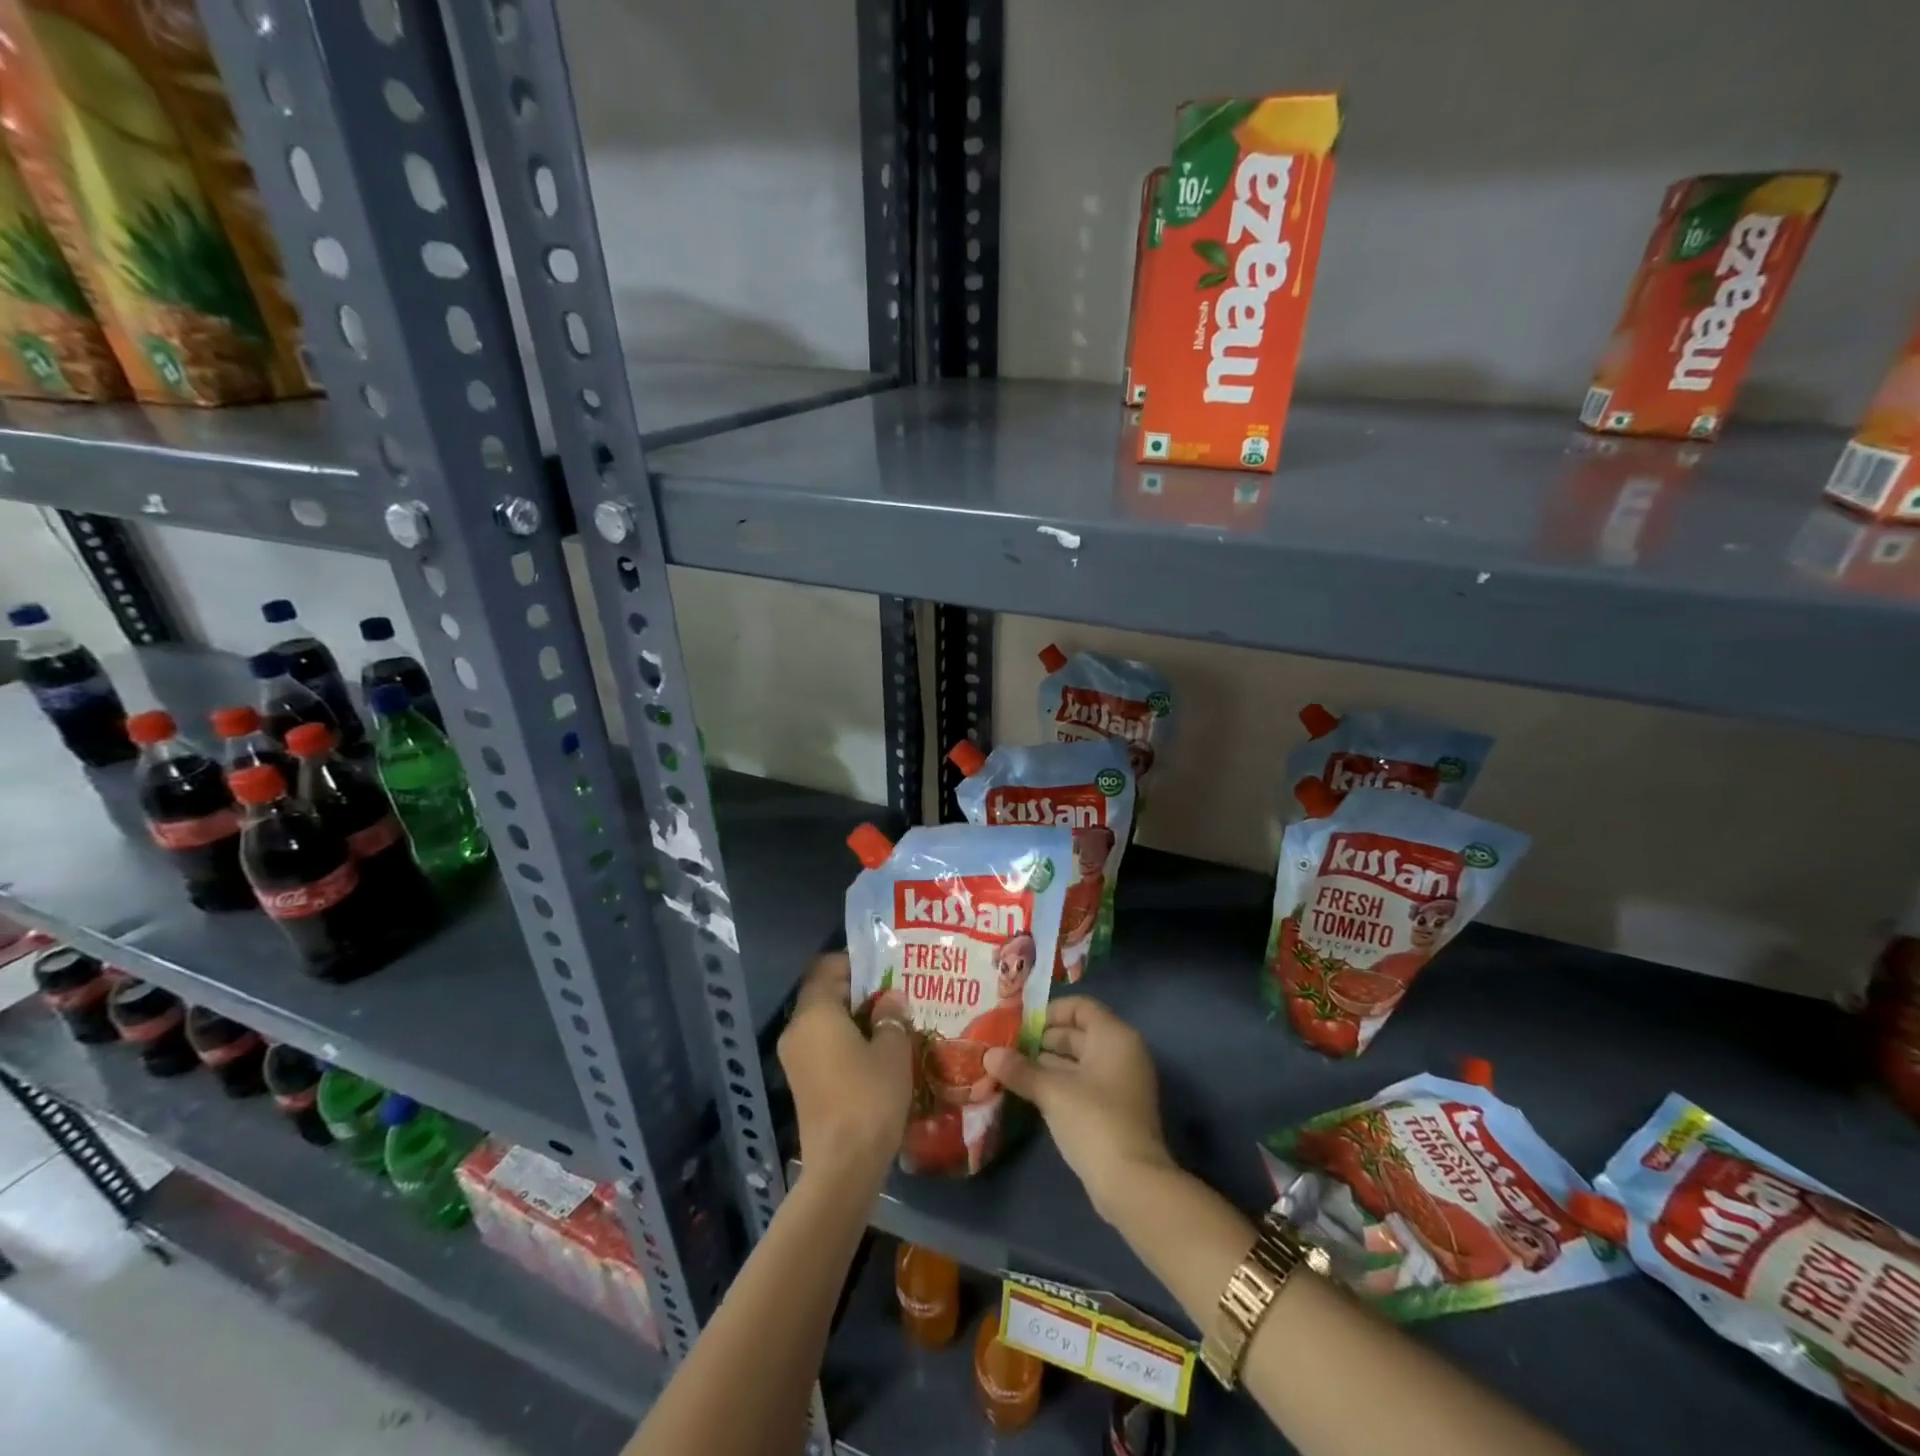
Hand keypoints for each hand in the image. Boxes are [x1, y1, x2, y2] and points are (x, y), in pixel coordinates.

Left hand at [778, 953, 912, 1188]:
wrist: (842, 1166)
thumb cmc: (869, 1097)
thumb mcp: (893, 1050)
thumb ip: (891, 1017)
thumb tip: (890, 999)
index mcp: (815, 1012)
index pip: (827, 967)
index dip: (857, 963)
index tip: (886, 969)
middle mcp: (797, 1029)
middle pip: (824, 993)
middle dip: (858, 990)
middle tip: (893, 994)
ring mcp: (794, 1057)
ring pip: (823, 1020)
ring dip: (852, 1017)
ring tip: (889, 1022)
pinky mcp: (800, 1081)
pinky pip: (821, 1044)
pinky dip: (843, 1040)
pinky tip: (874, 1052)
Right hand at [984, 996, 1173, 1221]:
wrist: (1132, 1183)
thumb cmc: (1093, 1121)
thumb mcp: (1052, 1092)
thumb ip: (1020, 1070)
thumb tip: (989, 1055)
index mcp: (1114, 1036)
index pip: (1081, 1007)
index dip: (1050, 1011)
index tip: (1020, 1024)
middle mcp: (1122, 1052)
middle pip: (1079, 1033)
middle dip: (1043, 1039)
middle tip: (1009, 1047)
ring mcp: (1121, 1083)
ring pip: (1080, 1060)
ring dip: (1048, 1063)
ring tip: (1012, 1068)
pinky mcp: (1116, 1109)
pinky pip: (1085, 1083)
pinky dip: (1061, 1083)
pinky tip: (1032, 1091)